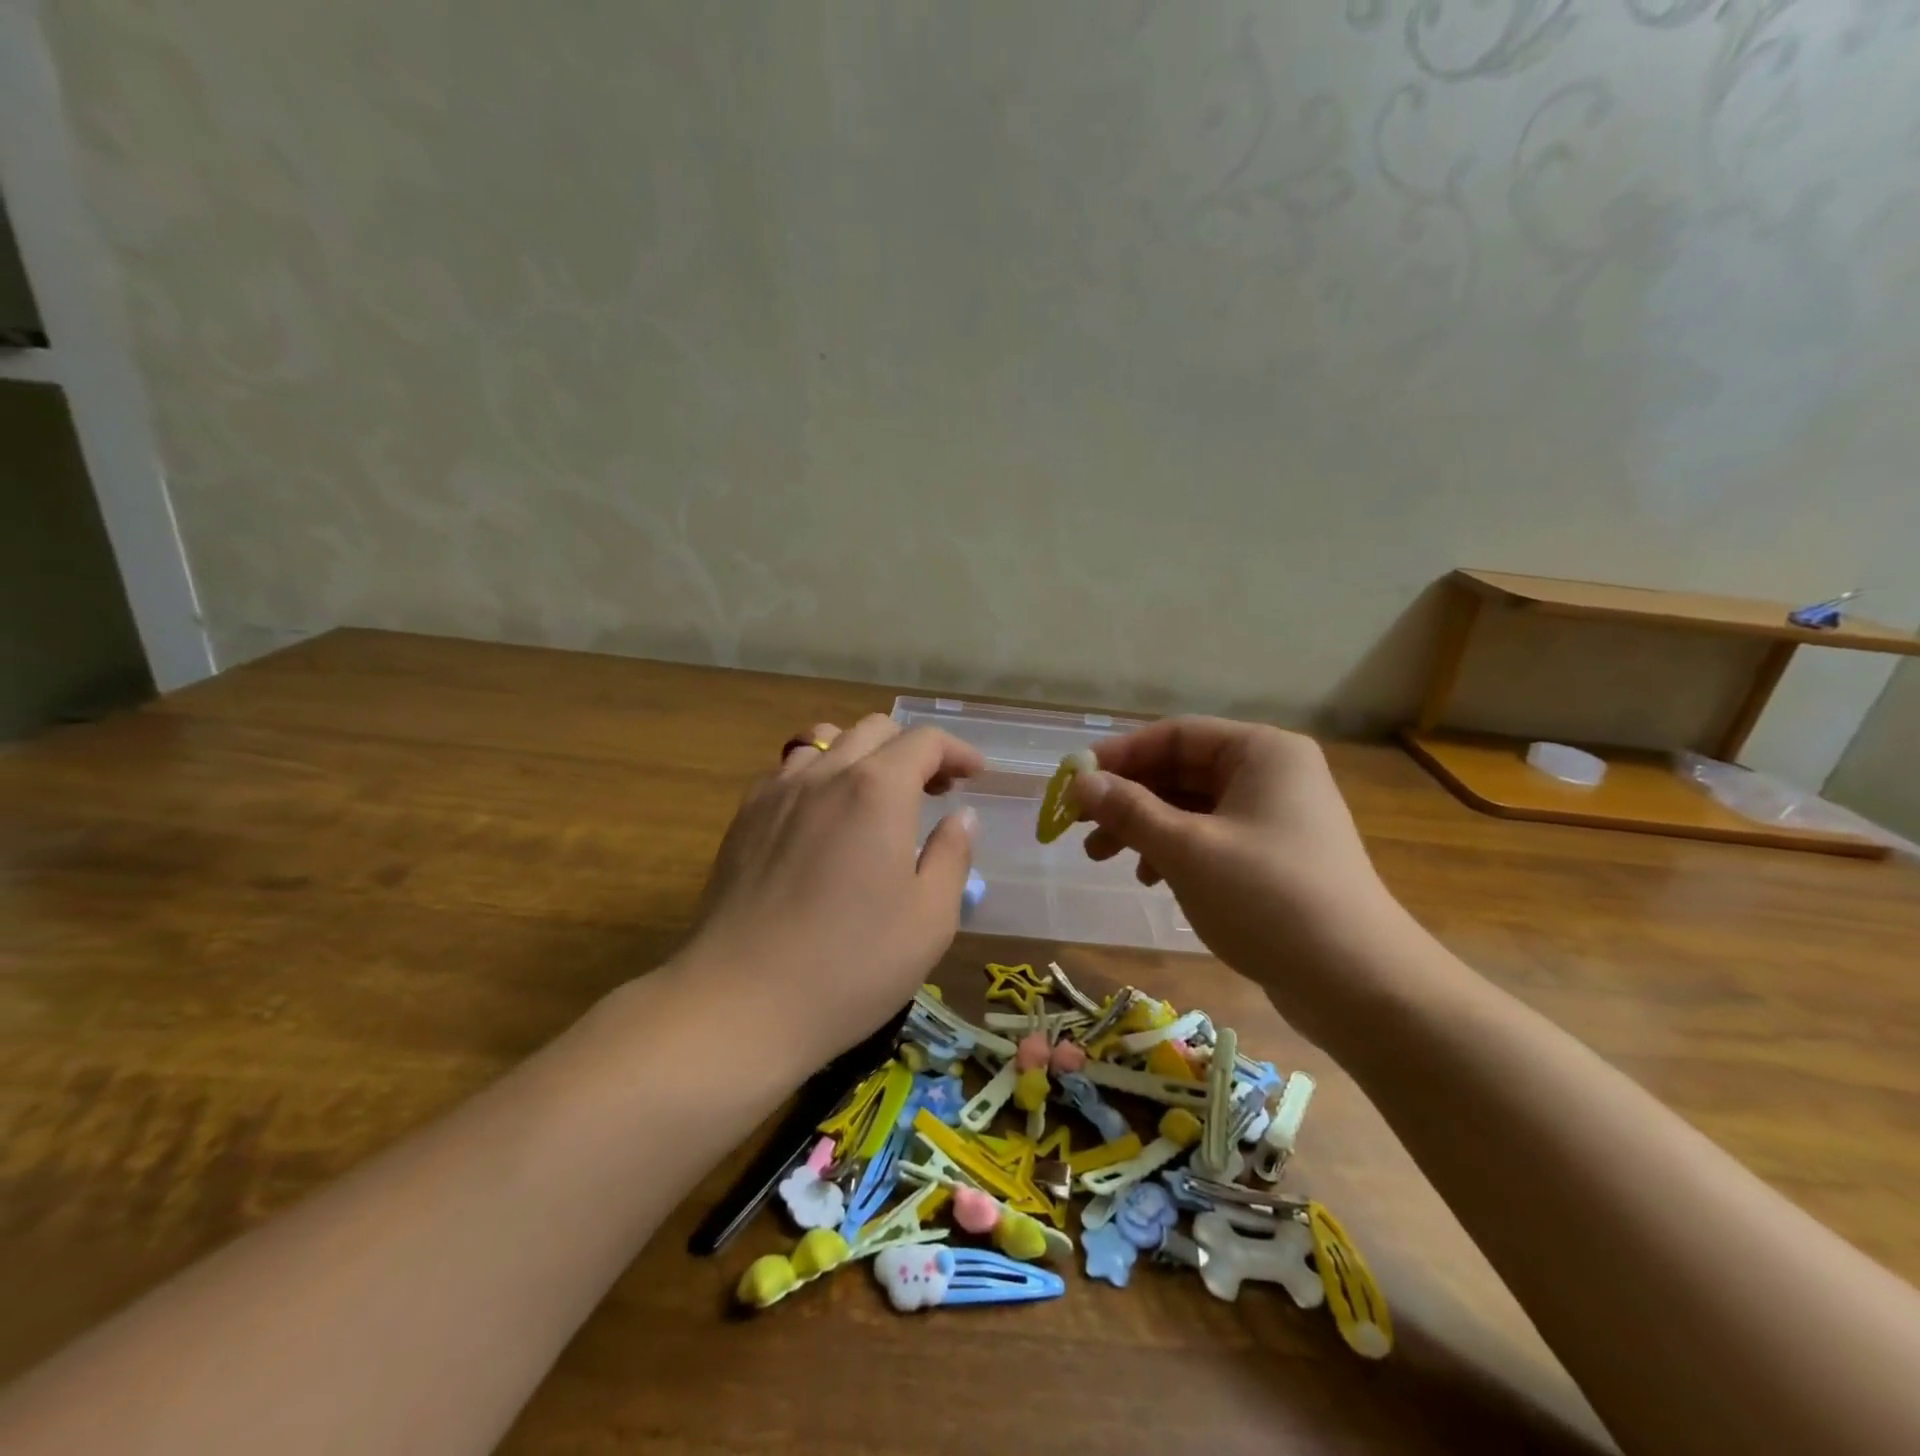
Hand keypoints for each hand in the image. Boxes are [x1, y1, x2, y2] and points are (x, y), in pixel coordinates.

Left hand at [676, 715, 982, 1069]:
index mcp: (878, 790)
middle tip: (934, 790)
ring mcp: (777, 792)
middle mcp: (825, 774)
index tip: (975, 775)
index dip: (957, 751)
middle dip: (913, 750)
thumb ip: (952, 856)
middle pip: (875, 730)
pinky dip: (819, 775)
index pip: (924, 741)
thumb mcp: (929, 919)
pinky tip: (823, 817)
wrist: (741, 1001)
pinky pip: (788, 770)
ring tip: (877, 795)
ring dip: (863, 755)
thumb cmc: (851, 965)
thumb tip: (961, 817)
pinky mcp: (744, 818)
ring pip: (826, 741)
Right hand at [1071, 717, 1416, 1038]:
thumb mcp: (1187, 849)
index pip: (1174, 735)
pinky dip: (1173, 851)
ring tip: (1102, 858)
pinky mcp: (1274, 857)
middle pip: (1180, 770)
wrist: (1359, 985)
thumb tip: (1079, 782)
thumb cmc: (1268, 899)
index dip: (1119, 756)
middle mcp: (1271, 774)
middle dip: (1127, 798)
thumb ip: (1129, 811)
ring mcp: (1275, 817)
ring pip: (1191, 807)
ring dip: (1143, 827)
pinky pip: (1210, 837)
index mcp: (1260, 752)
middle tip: (1078, 826)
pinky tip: (1150, 879)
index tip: (1073, 783)